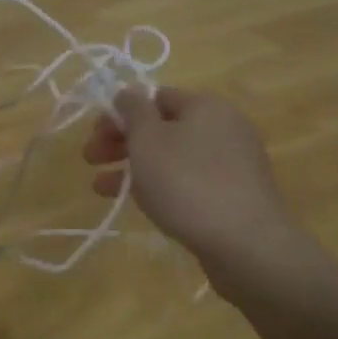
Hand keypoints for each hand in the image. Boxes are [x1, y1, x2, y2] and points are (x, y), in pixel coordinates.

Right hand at [82, 87, 316, 295]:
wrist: (248, 245)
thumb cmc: (188, 182)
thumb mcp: (148, 139)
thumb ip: (133, 110)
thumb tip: (129, 93)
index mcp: (205, 105)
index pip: (154, 97)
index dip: (120, 112)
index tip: (94, 135)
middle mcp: (224, 127)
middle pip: (162, 127)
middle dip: (122, 142)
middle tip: (90, 160)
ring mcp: (233, 163)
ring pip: (173, 157)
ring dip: (135, 167)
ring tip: (101, 188)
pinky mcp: (236, 196)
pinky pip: (190, 181)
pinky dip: (162, 186)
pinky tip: (139, 204)